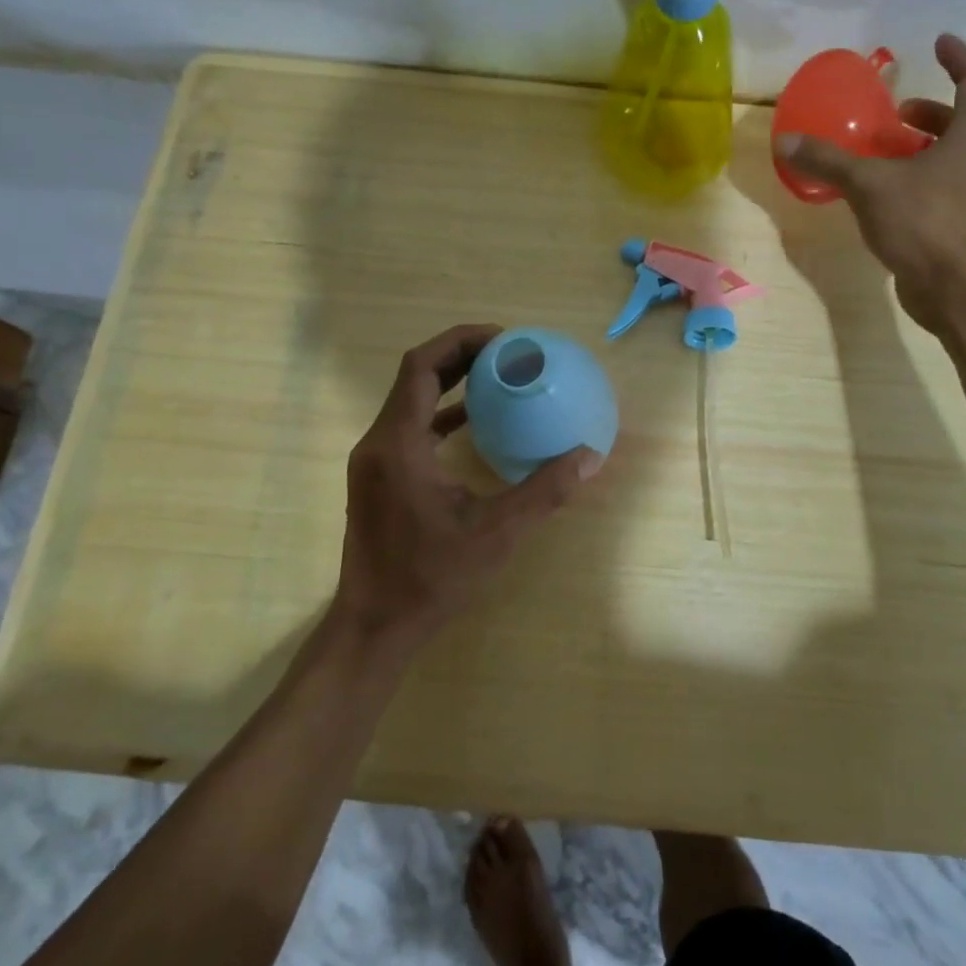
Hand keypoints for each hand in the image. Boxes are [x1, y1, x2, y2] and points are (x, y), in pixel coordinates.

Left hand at [330, 324, 601, 653]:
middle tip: (507, 352)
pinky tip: (474, 422)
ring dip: (449, 382)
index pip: (420, 367)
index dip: (459, 341)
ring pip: (409, 401)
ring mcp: (375, 462)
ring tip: (496, 376)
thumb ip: (545, 491)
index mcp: (399, 445)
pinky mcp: (380, 479)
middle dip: (459, 355)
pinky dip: (441, 413)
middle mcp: (379, 443)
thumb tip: (590, 457)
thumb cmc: (431, 578)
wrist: (374, 627)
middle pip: (414, 377)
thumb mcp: (496, 534)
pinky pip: (410, 427)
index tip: (502, 338)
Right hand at [777, 34, 965, 331]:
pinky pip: (945, 193)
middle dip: (930, 114)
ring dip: (923, 151)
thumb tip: (786, 139)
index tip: (940, 43)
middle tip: (896, 114)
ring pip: (954, 161)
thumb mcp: (870, 186)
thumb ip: (830, 161)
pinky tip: (887, 200)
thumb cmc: (926, 223)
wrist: (961, 292)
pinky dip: (920, 184)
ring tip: (884, 157)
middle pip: (963, 124)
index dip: (960, 59)